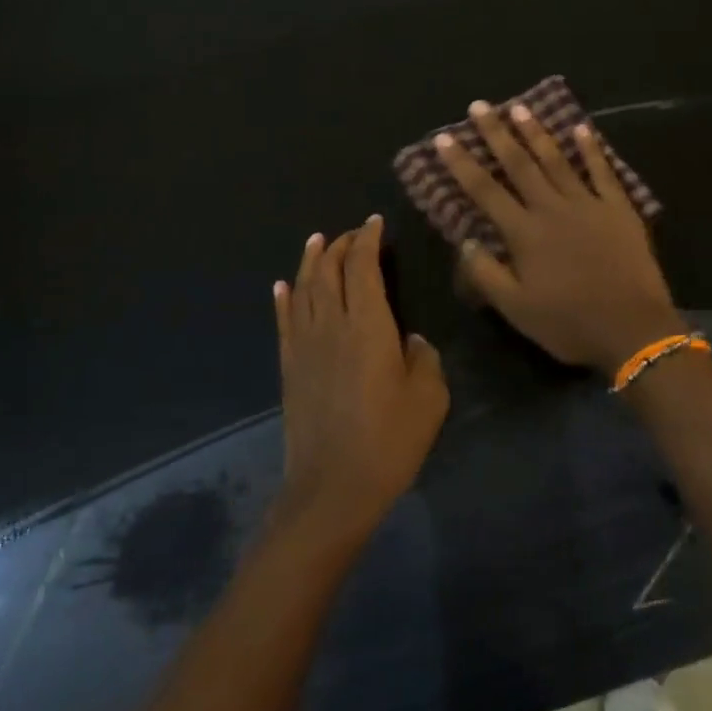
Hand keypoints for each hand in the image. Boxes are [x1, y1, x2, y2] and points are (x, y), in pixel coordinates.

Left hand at [273, 215, 448, 545]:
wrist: (332, 488)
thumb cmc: (389, 441)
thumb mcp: (429, 399)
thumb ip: (424, 359)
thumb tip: (411, 340)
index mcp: (368, 325)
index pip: (363, 267)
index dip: (368, 240)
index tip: (375, 223)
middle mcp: (331, 324)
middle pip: (330, 271)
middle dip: (341, 245)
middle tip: (352, 232)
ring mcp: (305, 345)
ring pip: (304, 289)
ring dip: (310, 261)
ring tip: (316, 241)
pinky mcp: (289, 367)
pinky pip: (284, 322)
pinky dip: (284, 298)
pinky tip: (282, 286)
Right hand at [435, 99, 684, 372]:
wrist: (633, 329)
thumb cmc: (569, 323)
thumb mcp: (516, 309)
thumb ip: (486, 273)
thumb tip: (465, 240)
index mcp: (524, 233)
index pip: (484, 190)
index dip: (461, 163)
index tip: (444, 138)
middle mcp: (552, 208)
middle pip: (519, 164)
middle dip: (496, 133)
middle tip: (480, 106)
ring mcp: (588, 205)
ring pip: (557, 160)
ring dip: (537, 133)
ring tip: (520, 107)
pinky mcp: (619, 209)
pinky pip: (603, 172)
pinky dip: (592, 150)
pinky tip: (582, 128)